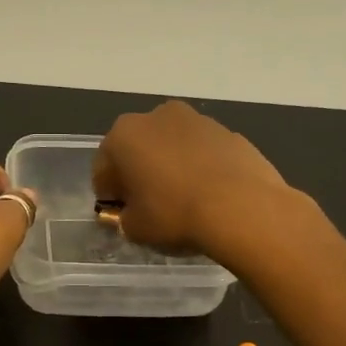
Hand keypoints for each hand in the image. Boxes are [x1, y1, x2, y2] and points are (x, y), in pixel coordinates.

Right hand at [93, 101, 293, 254]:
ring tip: (184, 200)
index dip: (110, 195)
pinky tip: (210, 195)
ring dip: (171, 166)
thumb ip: (124, 219)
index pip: (104, 169)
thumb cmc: (175, 214)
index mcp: (124, 135)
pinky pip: (203, 152)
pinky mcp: (228, 131)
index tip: (121, 214)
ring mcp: (197, 120)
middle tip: (150, 205)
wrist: (242, 208)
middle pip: (138, 148)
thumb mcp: (135, 229)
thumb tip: (130, 214)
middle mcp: (156, 117)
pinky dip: (200, 167)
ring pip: (172, 146)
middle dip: (140, 173)